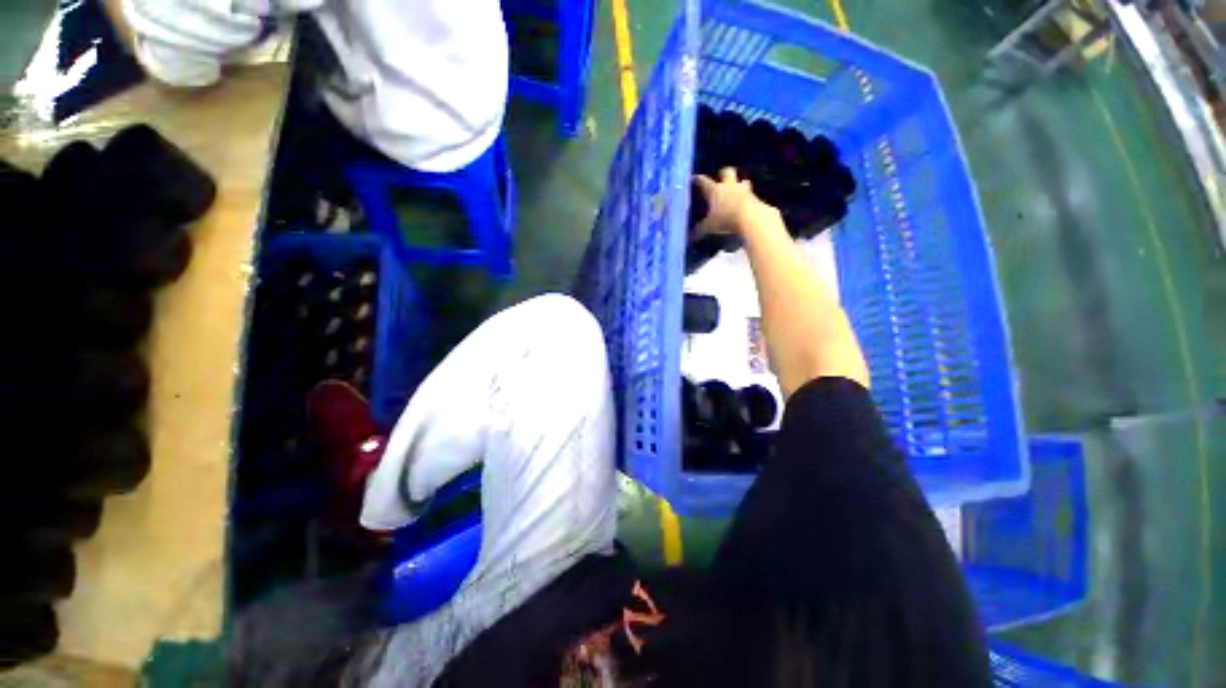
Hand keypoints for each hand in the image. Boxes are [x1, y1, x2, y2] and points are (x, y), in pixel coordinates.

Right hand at [692, 167, 779, 237]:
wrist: (751, 218)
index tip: (695, 178)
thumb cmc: (726, 220)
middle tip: (722, 178)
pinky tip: (745, 205)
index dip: (698, 180)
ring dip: (739, 185)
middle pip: (727, 172)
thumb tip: (691, 237)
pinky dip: (747, 198)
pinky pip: (750, 195)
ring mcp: (743, 190)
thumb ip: (700, 231)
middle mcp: (729, 186)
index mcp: (715, 190)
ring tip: (737, 191)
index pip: (704, 181)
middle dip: (724, 174)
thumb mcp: (709, 227)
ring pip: (742, 181)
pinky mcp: (755, 198)